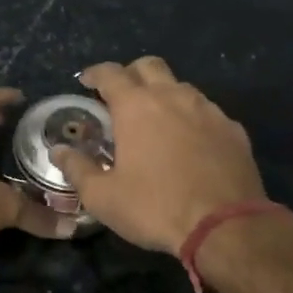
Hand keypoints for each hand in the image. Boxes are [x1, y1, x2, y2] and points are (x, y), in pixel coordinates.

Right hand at [52, 57, 266, 254]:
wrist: (225, 226)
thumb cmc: (155, 208)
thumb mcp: (103, 197)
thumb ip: (77, 169)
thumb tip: (59, 150)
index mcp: (137, 107)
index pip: (111, 74)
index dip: (95, 74)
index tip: (87, 82)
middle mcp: (173, 97)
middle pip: (149, 66)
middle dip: (131, 74)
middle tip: (121, 96)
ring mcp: (208, 110)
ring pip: (181, 87)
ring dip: (164, 95)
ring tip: (156, 121)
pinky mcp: (233, 129)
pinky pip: (207, 112)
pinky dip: (192, 119)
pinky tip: (189, 143)